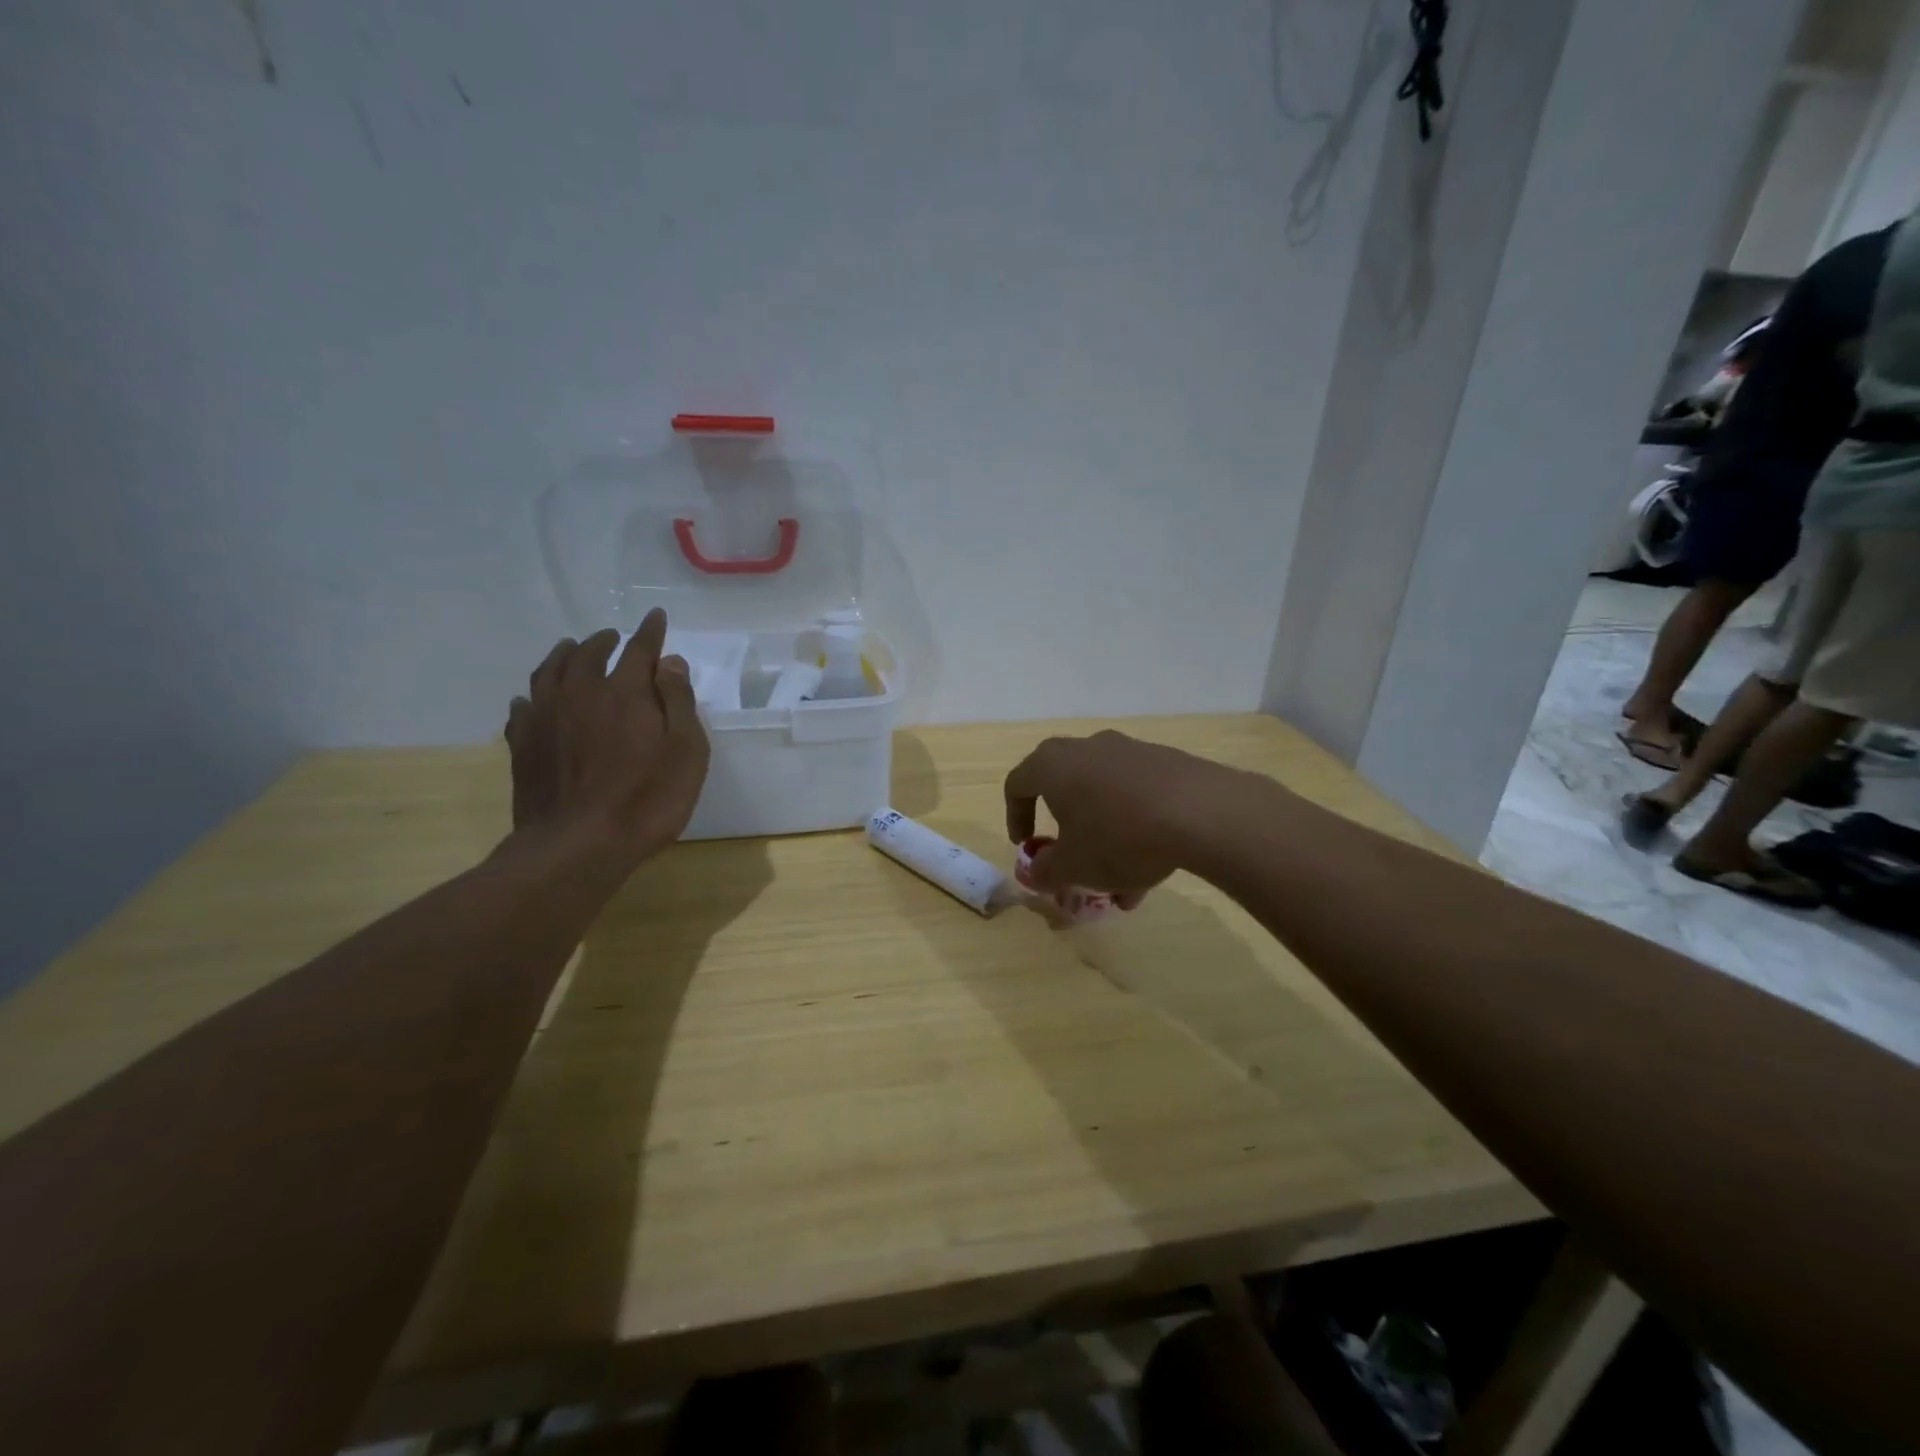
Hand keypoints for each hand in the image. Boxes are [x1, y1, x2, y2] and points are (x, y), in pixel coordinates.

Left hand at [505, 608, 709, 867]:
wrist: (578, 845)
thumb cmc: (647, 799)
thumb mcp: (686, 751)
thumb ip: (678, 702)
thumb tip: (669, 662)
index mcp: (625, 693)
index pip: (640, 650)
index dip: (650, 632)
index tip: (655, 617)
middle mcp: (581, 694)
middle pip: (589, 654)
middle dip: (604, 641)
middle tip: (613, 637)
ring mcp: (546, 718)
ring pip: (549, 672)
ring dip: (564, 656)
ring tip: (571, 651)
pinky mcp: (523, 746)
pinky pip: (522, 708)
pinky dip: (532, 696)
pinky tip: (533, 700)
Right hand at [1003, 730, 1246, 903]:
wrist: (1203, 813)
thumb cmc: (1119, 836)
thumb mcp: (1073, 867)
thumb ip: (1045, 870)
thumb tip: (1036, 871)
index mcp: (1053, 765)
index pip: (1018, 784)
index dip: (1016, 817)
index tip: (1027, 846)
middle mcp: (1088, 749)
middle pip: (1065, 790)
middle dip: (1067, 834)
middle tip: (1073, 863)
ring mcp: (1130, 752)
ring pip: (1105, 799)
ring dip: (1105, 840)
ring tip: (1122, 887)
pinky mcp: (1167, 763)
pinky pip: (1137, 798)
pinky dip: (1136, 830)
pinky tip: (1153, 867)